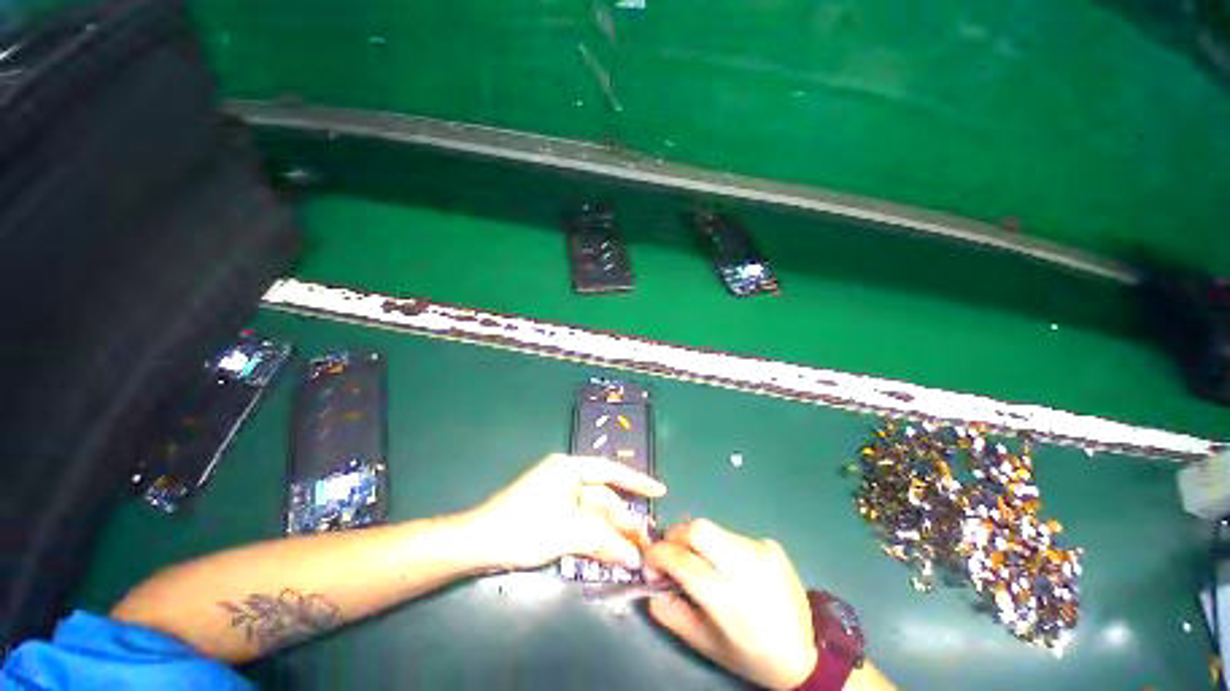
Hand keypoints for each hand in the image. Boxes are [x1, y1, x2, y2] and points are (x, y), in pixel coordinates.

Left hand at [460, 454, 665, 570]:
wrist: (478, 543)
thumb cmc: (524, 527)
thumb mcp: (568, 531)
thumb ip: (604, 540)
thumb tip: (636, 556)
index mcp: (570, 468)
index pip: (611, 471)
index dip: (637, 481)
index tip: (660, 491)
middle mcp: (566, 476)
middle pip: (603, 497)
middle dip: (623, 519)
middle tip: (645, 542)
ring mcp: (558, 495)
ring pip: (593, 513)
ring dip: (610, 533)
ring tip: (631, 553)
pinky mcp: (551, 513)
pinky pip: (581, 522)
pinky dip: (594, 537)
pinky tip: (608, 552)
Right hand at [645, 519, 817, 689]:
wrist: (806, 653)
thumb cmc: (751, 655)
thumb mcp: (707, 645)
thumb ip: (673, 615)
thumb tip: (649, 588)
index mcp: (727, 598)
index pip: (682, 561)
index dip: (658, 555)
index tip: (649, 560)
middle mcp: (744, 567)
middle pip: (698, 529)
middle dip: (676, 534)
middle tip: (670, 549)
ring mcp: (760, 551)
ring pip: (714, 528)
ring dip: (698, 541)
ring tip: (700, 560)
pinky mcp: (770, 545)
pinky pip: (733, 536)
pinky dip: (721, 546)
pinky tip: (729, 566)